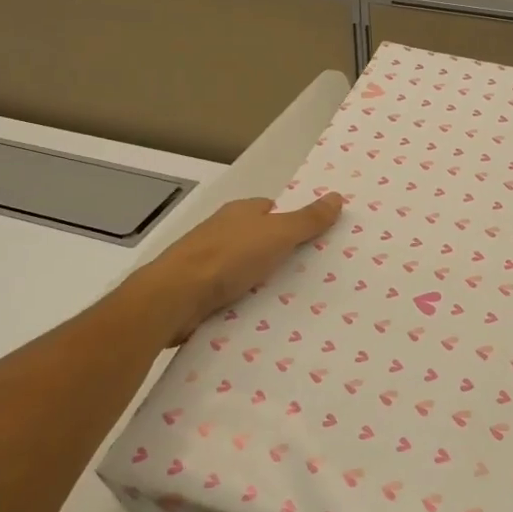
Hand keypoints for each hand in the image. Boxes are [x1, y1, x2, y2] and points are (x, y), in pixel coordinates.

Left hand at [130, 194, 344, 344]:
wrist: (175, 296)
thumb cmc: (229, 257)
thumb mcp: (278, 234)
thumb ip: (308, 219)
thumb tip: (337, 196)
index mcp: (240, 211)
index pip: (272, 210)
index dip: (292, 222)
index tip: (315, 241)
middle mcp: (222, 231)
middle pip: (259, 238)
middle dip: (280, 253)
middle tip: (312, 273)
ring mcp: (207, 261)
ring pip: (244, 267)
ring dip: (262, 279)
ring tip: (292, 298)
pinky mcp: (198, 290)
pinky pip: (231, 292)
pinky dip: (245, 300)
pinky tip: (261, 315)